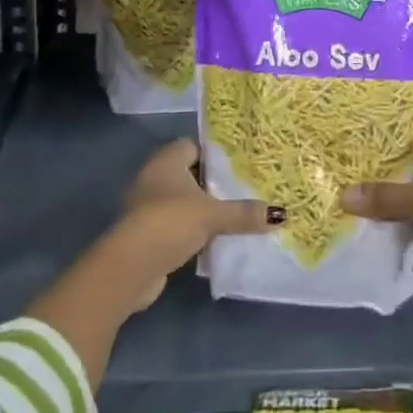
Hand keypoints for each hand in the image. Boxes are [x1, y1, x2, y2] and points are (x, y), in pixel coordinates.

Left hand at [112, 139, 279, 309]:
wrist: (131, 266)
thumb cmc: (171, 222)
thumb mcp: (212, 215)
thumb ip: (243, 213)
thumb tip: (281, 214)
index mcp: (167, 159)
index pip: (193, 146)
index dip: (214, 154)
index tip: (237, 165)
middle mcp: (153, 176)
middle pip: (188, 174)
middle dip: (210, 183)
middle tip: (240, 190)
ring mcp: (145, 205)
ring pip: (180, 200)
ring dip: (199, 209)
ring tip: (230, 215)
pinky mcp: (144, 233)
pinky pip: (173, 224)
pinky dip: (188, 230)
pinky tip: (210, 240)